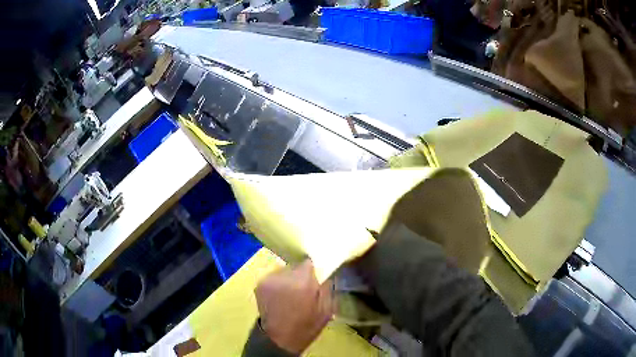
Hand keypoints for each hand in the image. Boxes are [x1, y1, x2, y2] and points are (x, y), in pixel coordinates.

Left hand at [255, 259, 333, 353]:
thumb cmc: (307, 325)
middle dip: (300, 275)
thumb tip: (327, 273)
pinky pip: (273, 278)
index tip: (316, 278)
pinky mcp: (259, 284)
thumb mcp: (327, 308)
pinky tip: (280, 297)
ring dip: (288, 279)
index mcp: (303, 280)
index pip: (309, 262)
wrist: (280, 338)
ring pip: (283, 271)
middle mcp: (284, 274)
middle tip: (304, 289)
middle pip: (295, 266)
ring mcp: (269, 278)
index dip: (313, 270)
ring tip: (290, 294)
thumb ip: (328, 287)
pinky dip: (277, 284)